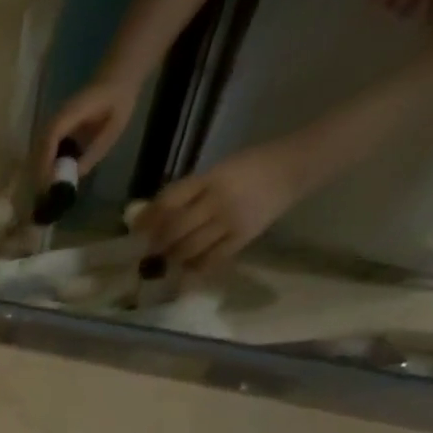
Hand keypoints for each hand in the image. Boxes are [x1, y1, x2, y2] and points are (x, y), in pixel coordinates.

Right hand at [39, 80, 139, 183]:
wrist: (117, 81)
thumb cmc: (118, 103)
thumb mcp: (112, 130)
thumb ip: (92, 153)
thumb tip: (72, 179)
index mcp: (72, 112)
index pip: (50, 138)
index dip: (46, 162)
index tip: (47, 184)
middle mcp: (56, 117)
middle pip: (37, 148)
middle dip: (38, 173)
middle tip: (45, 196)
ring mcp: (53, 124)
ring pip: (37, 151)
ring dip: (39, 172)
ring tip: (46, 191)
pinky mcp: (54, 131)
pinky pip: (42, 150)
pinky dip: (43, 166)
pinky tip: (50, 180)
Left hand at [139, 142, 300, 271]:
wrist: (296, 167)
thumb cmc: (251, 168)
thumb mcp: (218, 171)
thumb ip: (188, 192)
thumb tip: (150, 216)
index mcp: (210, 178)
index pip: (170, 200)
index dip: (149, 218)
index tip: (137, 231)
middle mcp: (218, 200)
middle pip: (175, 229)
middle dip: (158, 243)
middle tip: (150, 251)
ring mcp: (231, 220)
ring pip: (189, 247)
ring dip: (173, 257)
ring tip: (168, 258)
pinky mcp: (243, 237)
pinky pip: (211, 259)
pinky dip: (195, 266)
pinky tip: (189, 266)